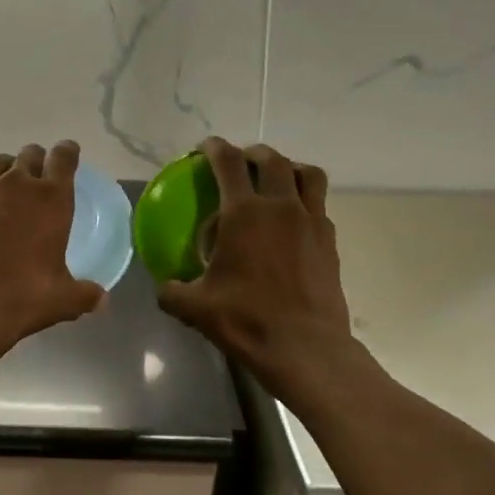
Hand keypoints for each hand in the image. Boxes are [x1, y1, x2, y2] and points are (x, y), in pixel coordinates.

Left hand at [0, 141, 106, 351]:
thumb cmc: (25, 295)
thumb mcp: (64, 299)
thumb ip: (85, 294)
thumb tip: (102, 301)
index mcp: (51, 198)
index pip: (63, 157)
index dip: (68, 152)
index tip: (69, 153)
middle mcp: (18, 185)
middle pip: (30, 154)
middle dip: (38, 160)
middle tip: (40, 175)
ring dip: (8, 167)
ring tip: (10, 184)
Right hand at [156, 138, 359, 407]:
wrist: (305, 347)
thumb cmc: (246, 320)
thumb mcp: (195, 307)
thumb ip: (172, 291)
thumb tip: (164, 286)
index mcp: (245, 214)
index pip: (229, 163)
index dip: (215, 149)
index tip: (205, 147)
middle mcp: (282, 207)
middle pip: (273, 160)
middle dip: (253, 153)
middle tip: (240, 162)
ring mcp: (312, 222)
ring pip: (308, 175)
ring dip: (290, 168)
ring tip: (277, 180)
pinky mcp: (330, 242)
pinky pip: (319, 206)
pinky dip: (305, 201)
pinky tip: (292, 222)